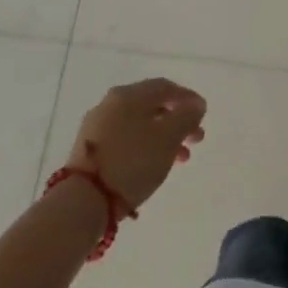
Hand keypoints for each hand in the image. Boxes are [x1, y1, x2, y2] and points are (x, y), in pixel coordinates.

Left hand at [63, 79, 206, 210]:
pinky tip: (153, 164)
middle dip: (178, 121)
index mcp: (129, 94)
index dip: (188, 99)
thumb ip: (187, 117)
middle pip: (152, 105)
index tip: (203, 115)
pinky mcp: (89, 148)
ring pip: (139, 124)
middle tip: (196, 139)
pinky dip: (144, 145)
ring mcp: (97, 125)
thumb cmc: (132, 163)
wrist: (83, 200)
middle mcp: (111, 103)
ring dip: (164, 136)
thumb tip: (195, 104)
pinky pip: (125, 138)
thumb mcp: (168, 138)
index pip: (166, 87)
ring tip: (180, 158)